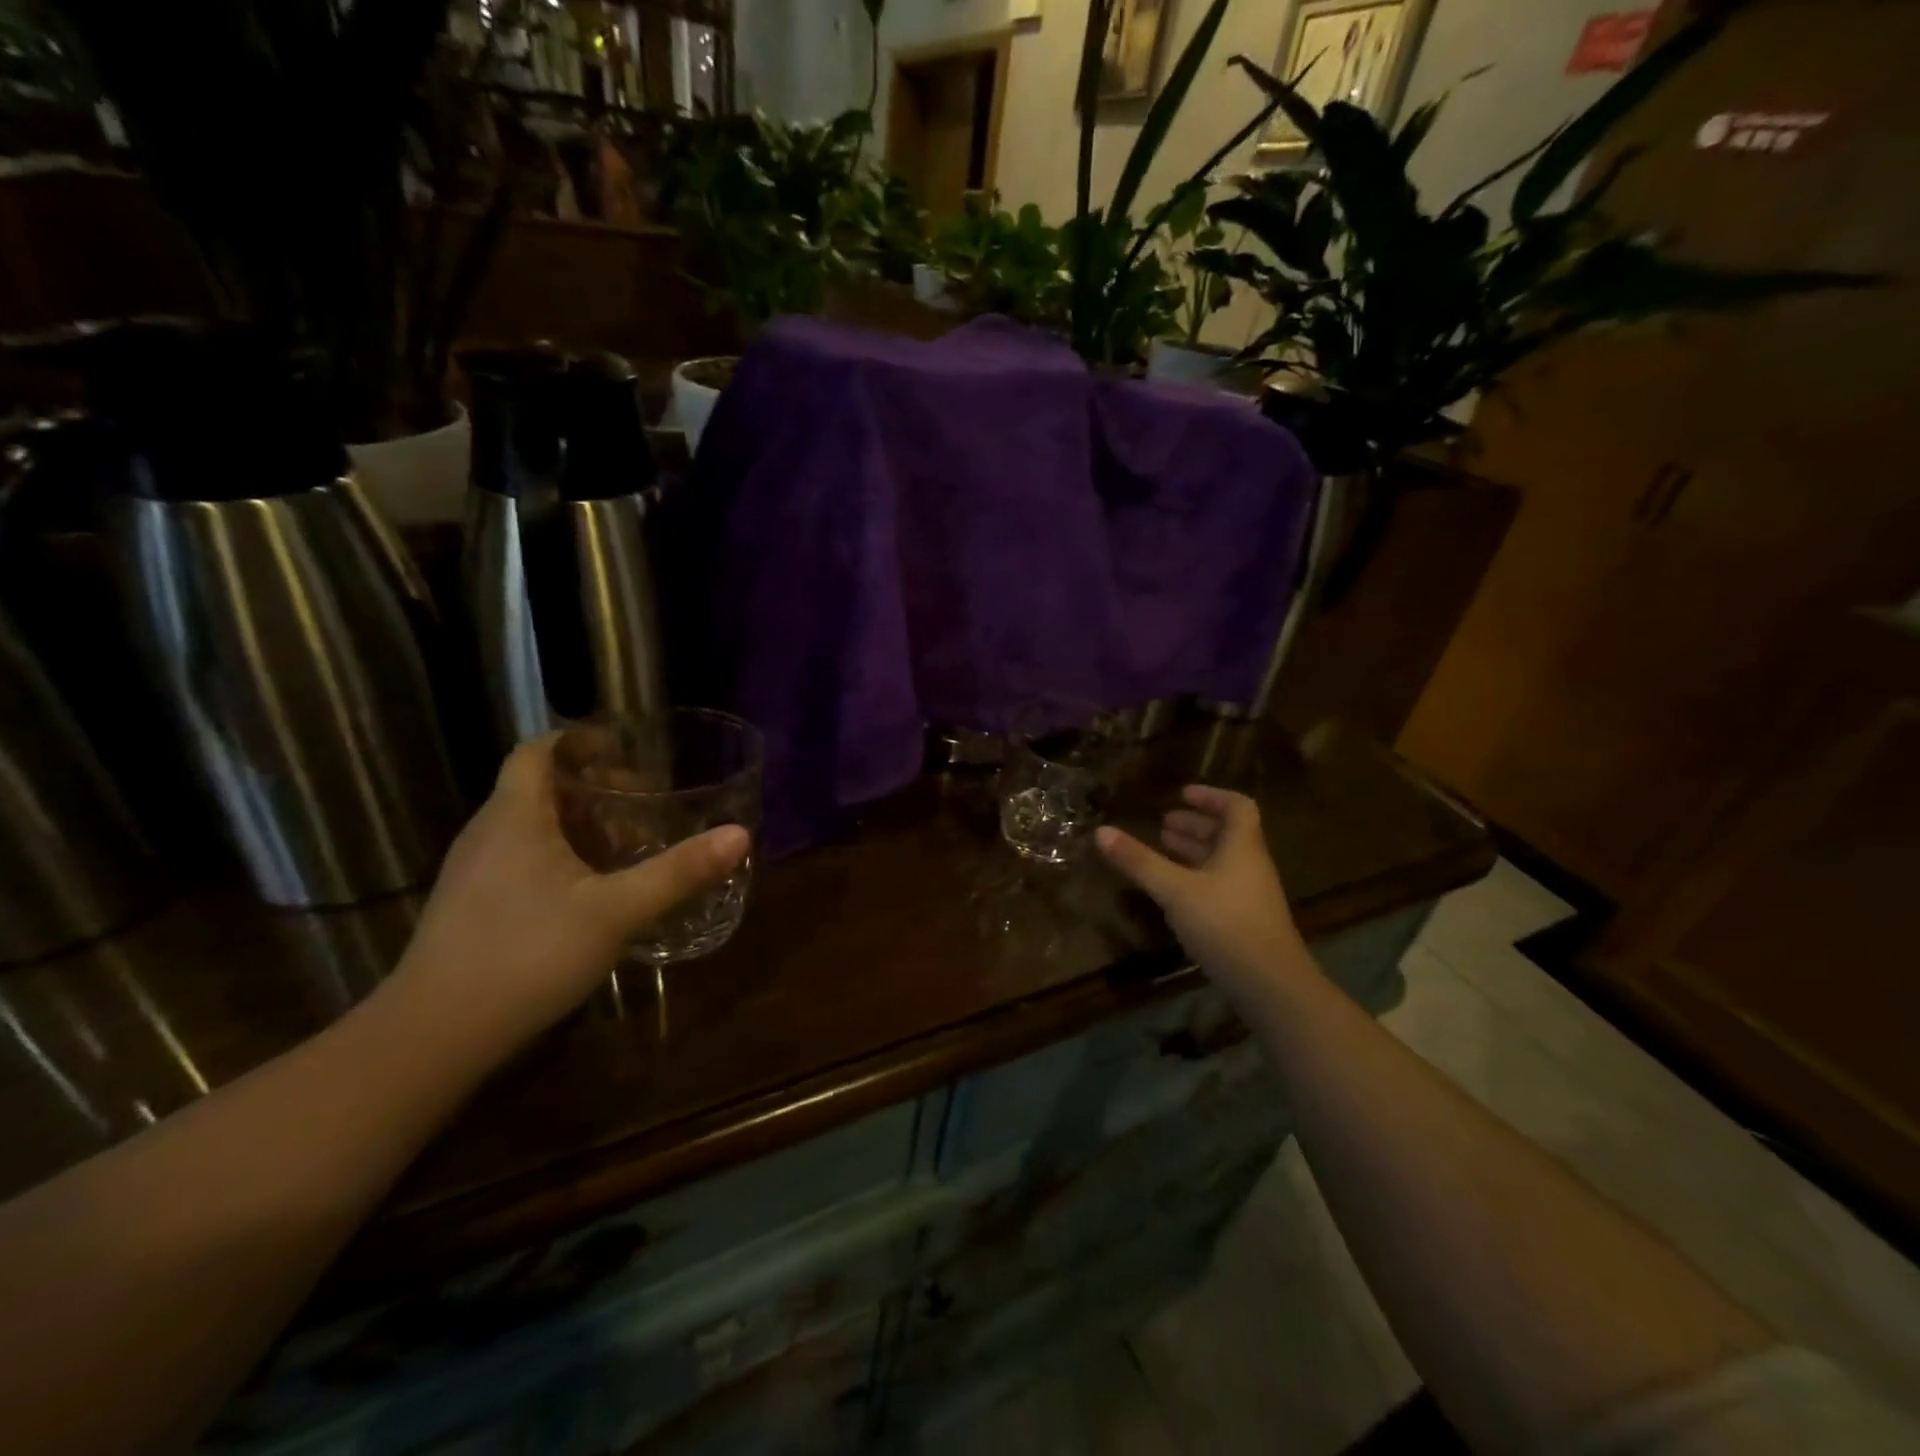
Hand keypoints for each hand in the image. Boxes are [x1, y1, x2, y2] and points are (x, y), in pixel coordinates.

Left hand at [384, 736, 749, 1058]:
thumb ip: (678, 872)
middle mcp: (488, 833)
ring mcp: (475, 872)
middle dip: (595, 790)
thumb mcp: (616, 911)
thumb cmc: (527, 954)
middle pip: (541, 788)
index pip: (538, 751)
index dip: (579, 741)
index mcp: (516, 816)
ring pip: (532, 827)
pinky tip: (594, 893)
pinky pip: (523, 859)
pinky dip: (563, 858)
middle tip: (644, 808)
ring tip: (628, 849)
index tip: (625, 751)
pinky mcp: (473, 906)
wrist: (433, 1035)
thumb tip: (739, 835)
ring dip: (581, 827)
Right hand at [1095, 785, 1311, 1003]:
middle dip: (1195, 825)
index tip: (1181, 794)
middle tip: (1163, 823)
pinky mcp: (1245, 921)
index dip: (1211, 796)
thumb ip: (1139, 861)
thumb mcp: (1174, 890)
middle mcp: (1250, 865)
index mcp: (1241, 847)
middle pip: (1227, 834)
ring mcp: (1250, 895)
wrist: (1270, 984)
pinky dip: (1196, 877)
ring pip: (1222, 861)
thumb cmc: (1224, 924)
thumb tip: (1100, 831)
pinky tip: (1174, 890)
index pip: (1236, 806)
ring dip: (1194, 851)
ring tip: (1163, 848)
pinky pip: (1220, 885)